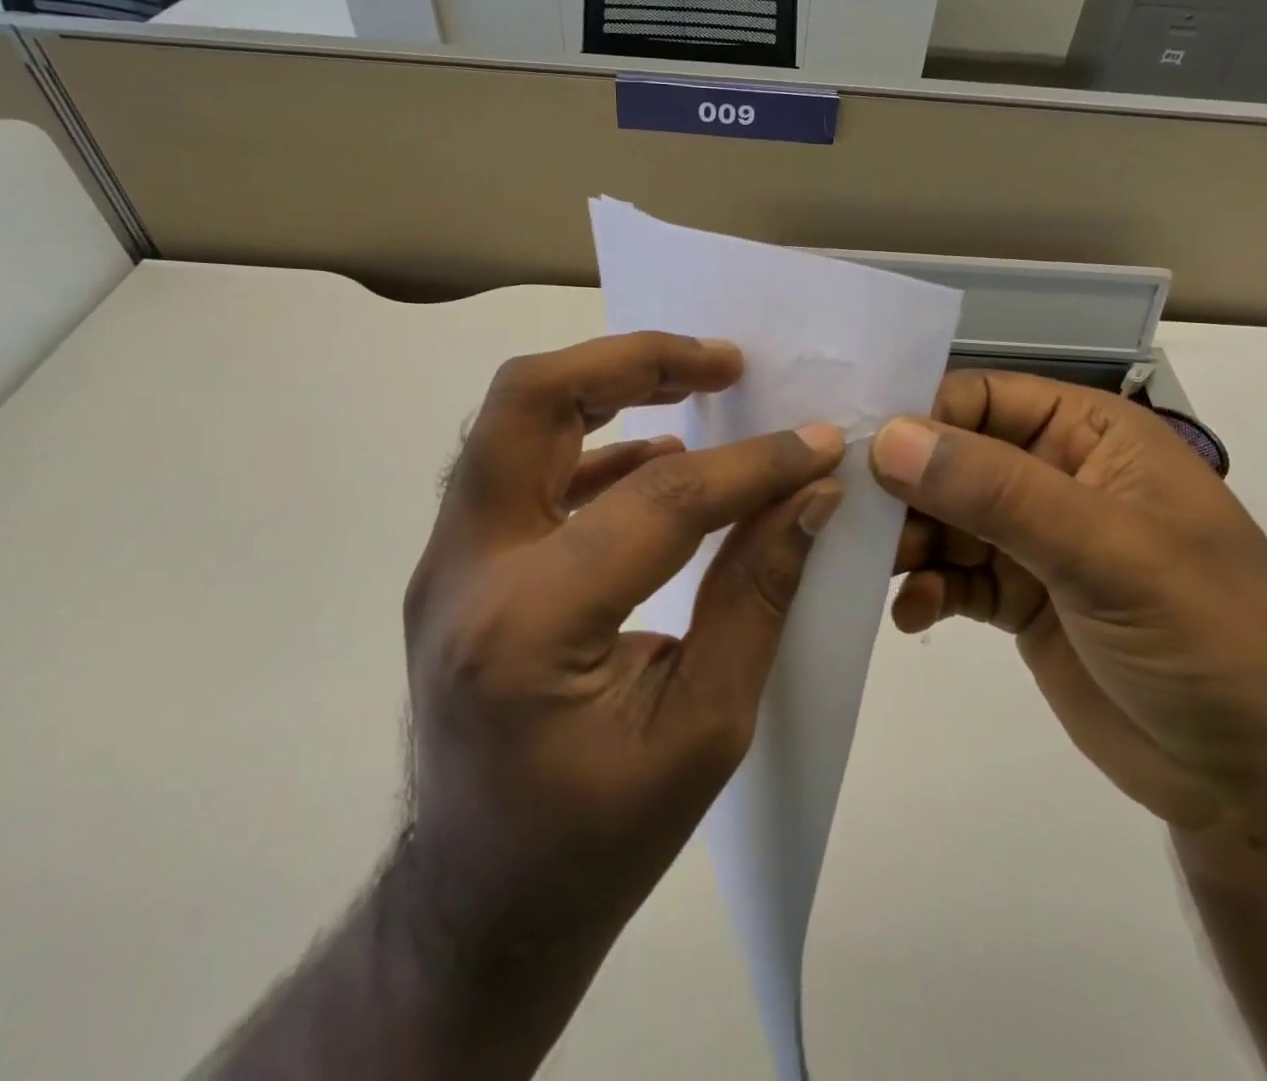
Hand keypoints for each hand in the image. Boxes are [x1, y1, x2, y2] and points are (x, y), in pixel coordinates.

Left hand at [400, 333, 844, 1067]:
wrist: (476, 906)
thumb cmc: (596, 843)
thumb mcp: (704, 729)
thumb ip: (755, 596)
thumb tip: (810, 495)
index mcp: (530, 628)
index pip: (661, 502)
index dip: (754, 466)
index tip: (819, 443)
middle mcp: (466, 571)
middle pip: (529, 401)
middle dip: (634, 360)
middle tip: (723, 361)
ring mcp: (447, 563)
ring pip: (513, 419)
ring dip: (607, 383)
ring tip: (698, 382)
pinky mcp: (457, 566)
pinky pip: (523, 469)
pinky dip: (593, 445)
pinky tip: (657, 456)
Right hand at [873, 372, 1266, 833]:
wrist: (1264, 786)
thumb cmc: (1209, 639)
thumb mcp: (1107, 552)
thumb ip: (996, 492)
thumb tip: (888, 439)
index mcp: (1090, 435)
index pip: (982, 399)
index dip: (919, 419)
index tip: (856, 452)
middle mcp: (1056, 477)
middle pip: (952, 459)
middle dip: (902, 488)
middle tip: (847, 519)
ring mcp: (1036, 542)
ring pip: (944, 519)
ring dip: (906, 542)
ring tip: (878, 571)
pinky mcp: (1020, 601)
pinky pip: (952, 578)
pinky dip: (925, 591)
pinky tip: (912, 616)